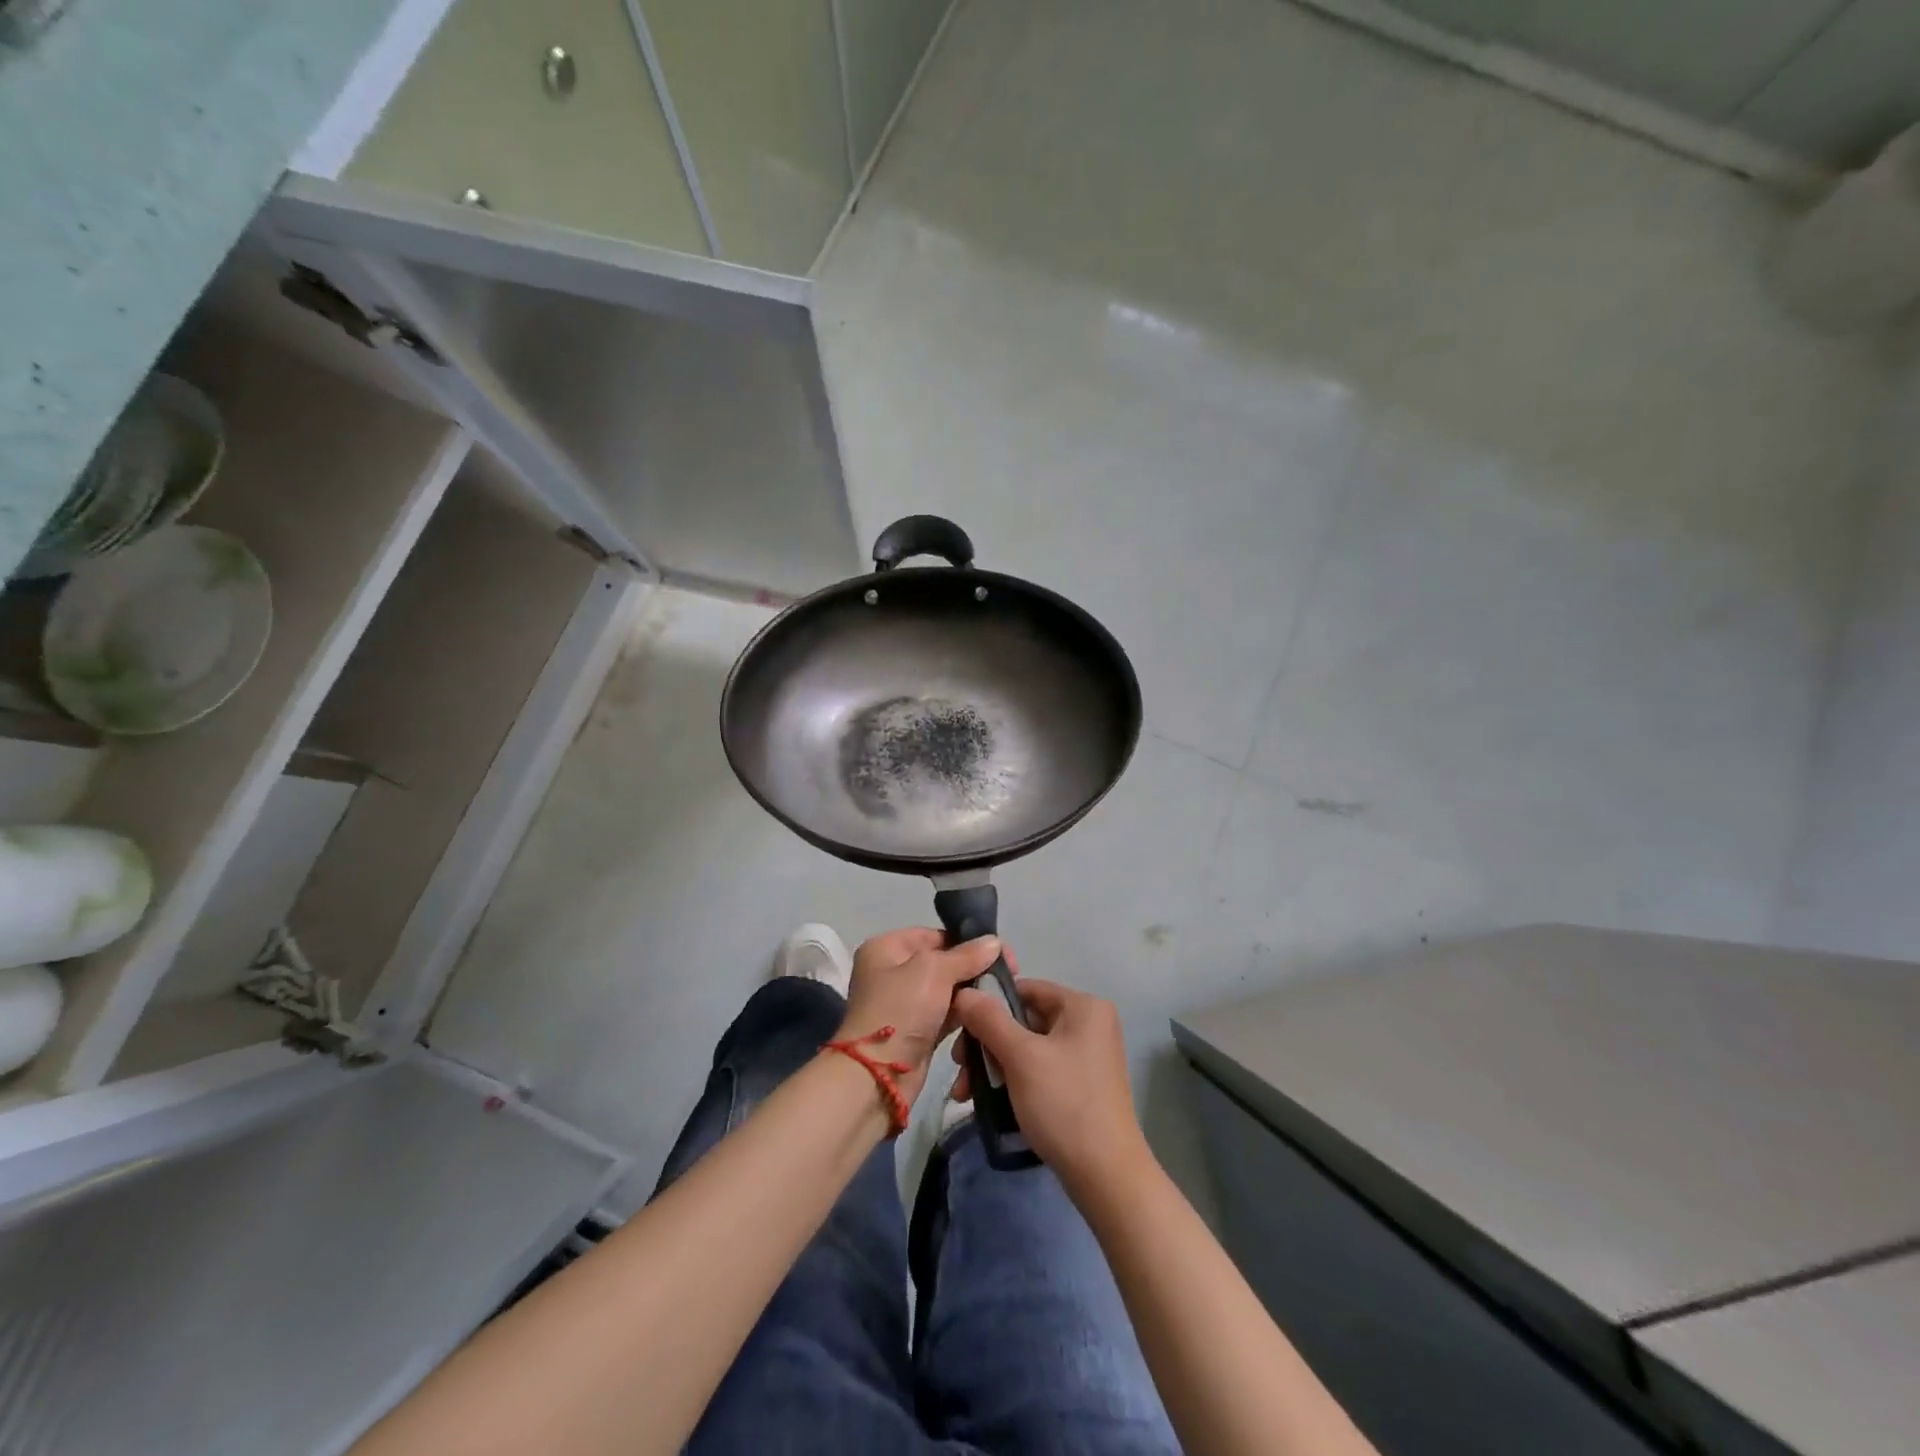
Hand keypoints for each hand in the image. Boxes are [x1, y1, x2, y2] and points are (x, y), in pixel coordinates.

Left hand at [837, 928, 1001, 1105]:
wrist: (878, 1075)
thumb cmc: (901, 1009)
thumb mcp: (934, 971)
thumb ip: (966, 955)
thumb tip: (995, 941)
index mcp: (886, 948)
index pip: (933, 935)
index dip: (966, 941)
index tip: (1001, 951)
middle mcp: (892, 972)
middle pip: (941, 962)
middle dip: (972, 968)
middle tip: (1008, 974)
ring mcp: (904, 1003)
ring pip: (946, 990)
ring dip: (971, 993)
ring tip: (1002, 994)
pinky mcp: (916, 1030)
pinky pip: (946, 1014)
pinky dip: (964, 1014)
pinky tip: (988, 1014)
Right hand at [951, 978, 1150, 1196]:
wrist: (1106, 1176)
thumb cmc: (1064, 1104)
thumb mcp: (1021, 1057)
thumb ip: (989, 1020)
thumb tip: (963, 993)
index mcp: (1083, 1006)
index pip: (1025, 989)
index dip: (988, 1005)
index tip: (959, 1031)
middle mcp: (1089, 1023)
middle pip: (1023, 1020)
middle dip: (986, 1045)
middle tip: (960, 1071)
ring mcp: (1087, 1056)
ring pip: (1027, 1048)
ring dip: (994, 1066)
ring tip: (966, 1094)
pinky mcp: (1082, 1084)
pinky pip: (1039, 1069)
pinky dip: (1014, 1080)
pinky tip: (989, 1102)